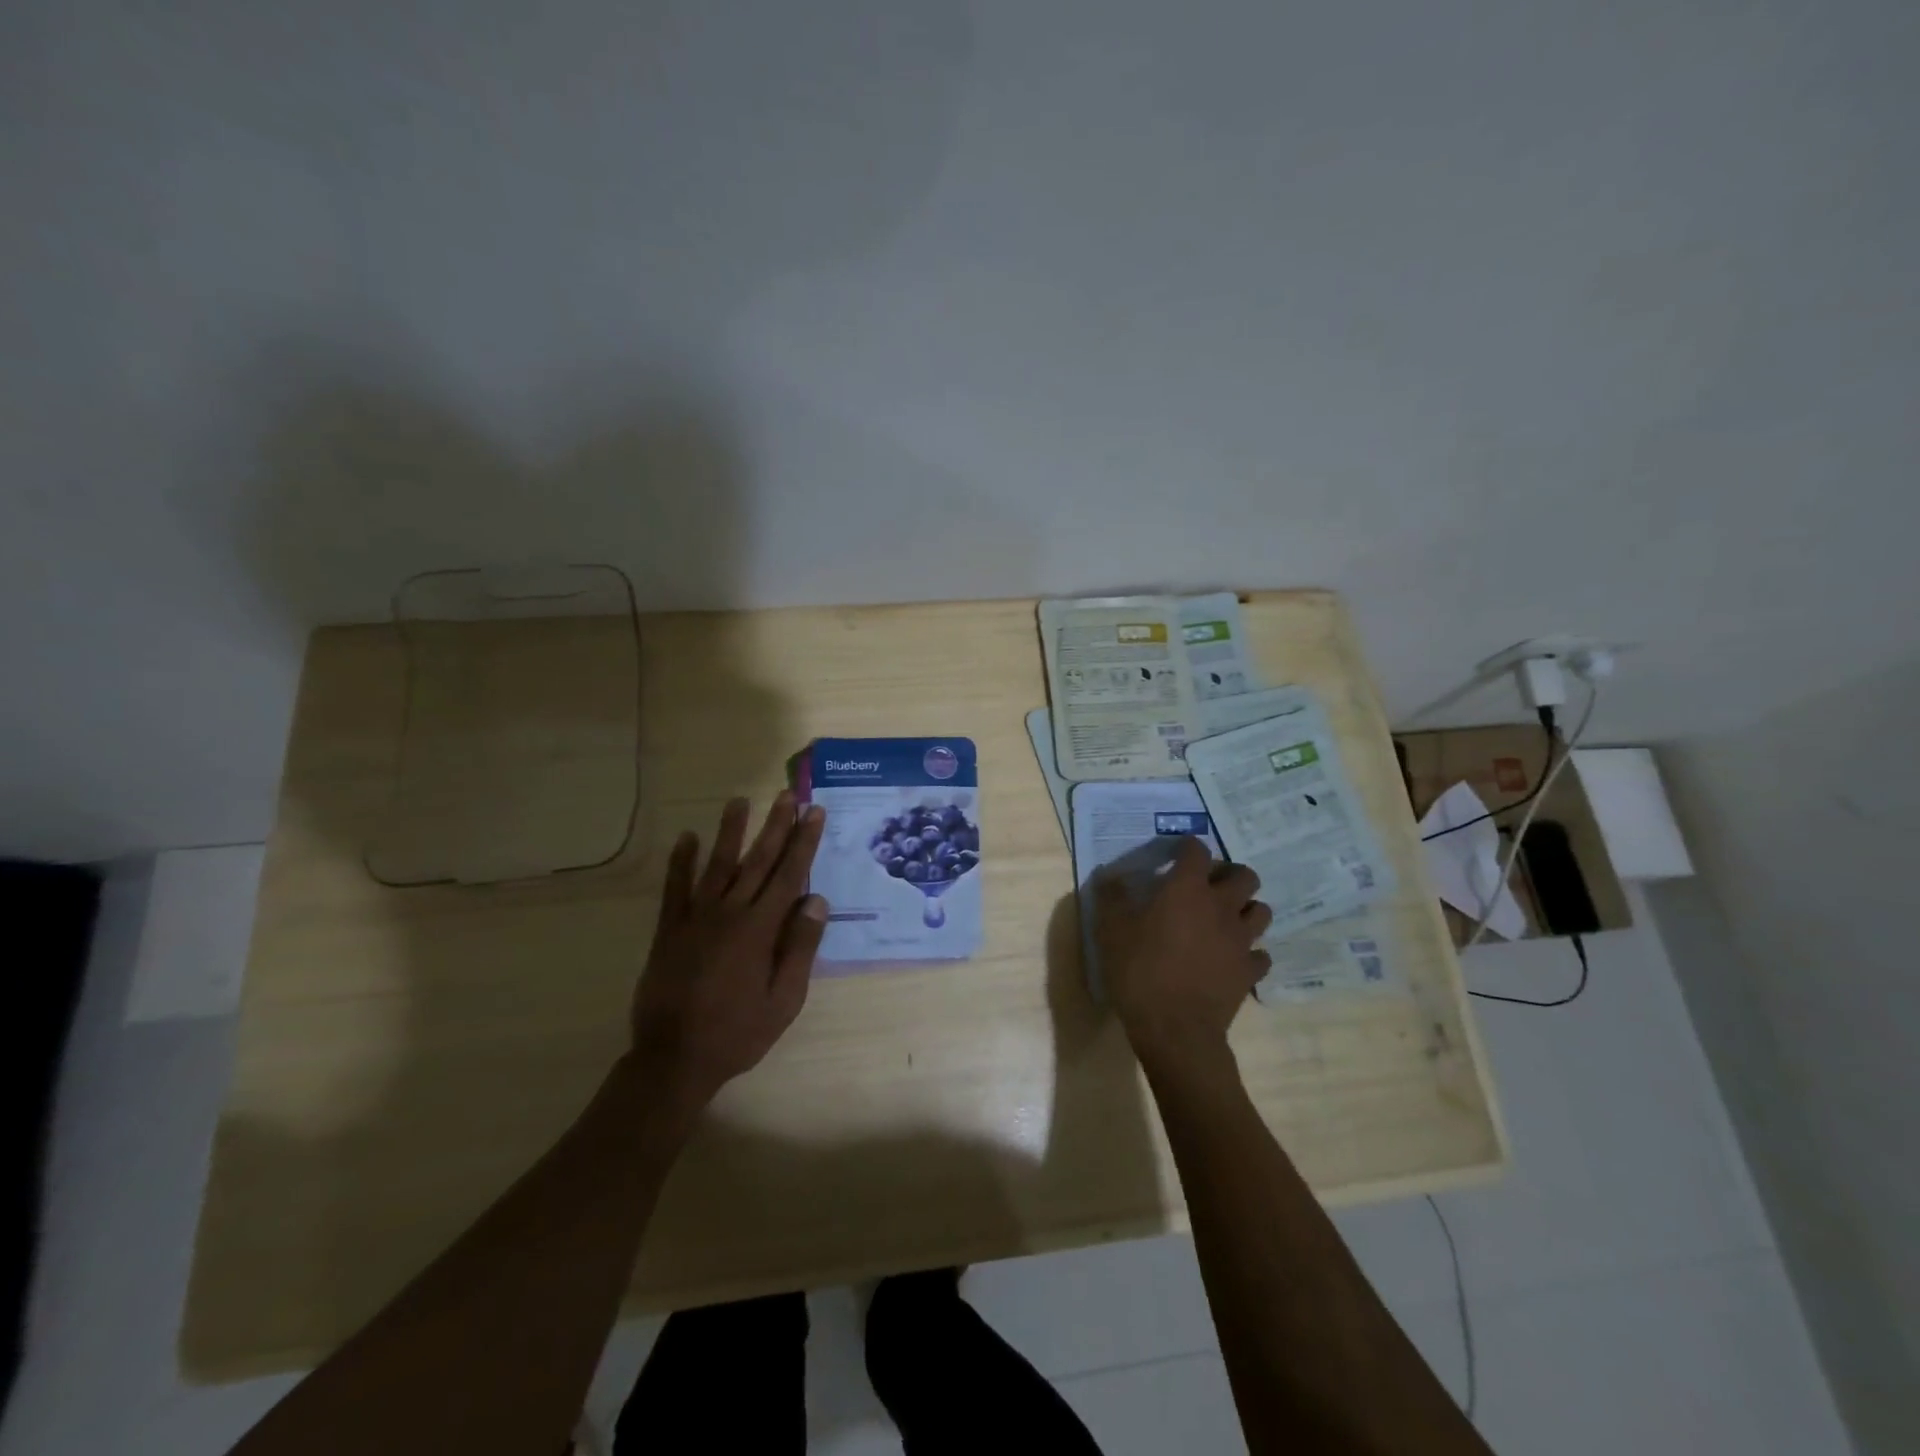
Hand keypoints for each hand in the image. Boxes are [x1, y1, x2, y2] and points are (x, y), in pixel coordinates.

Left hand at [628, 793, 829, 1113]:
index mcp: (760, 930)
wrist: (674, 1059)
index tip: (813, 813)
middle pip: (757, 861)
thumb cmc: (738, 1033)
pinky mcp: (669, 930)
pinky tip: (686, 838)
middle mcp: (729, 913)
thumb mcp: (784, 1000)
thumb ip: (800, 948)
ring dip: (730, 832)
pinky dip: (680, 862)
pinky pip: (675, 888)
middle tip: (786, 795)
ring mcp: (695, 918)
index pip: (788, 875)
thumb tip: (816, 901)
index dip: (803, 842)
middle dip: (775, 826)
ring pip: (717, 865)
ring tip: (739, 801)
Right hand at [1092, 837, 1271, 1074]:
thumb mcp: (1110, 931)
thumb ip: (1111, 898)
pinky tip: (1233, 959)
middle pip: (1245, 875)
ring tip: (1226, 919)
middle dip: (1230, 874)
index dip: (1188, 847)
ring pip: (1261, 911)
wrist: (1175, 1029)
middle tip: (1209, 886)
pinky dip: (1250, 952)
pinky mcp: (1249, 972)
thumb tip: (1110, 876)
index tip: (1176, 854)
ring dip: (1246, 909)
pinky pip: (1261, 955)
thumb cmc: (1139, 972)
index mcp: (1187, 890)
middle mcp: (1221, 907)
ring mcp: (1241, 940)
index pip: (1197, 851)